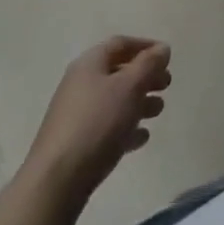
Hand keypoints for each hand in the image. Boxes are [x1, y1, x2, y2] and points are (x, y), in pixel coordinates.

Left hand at [26, 36, 171, 205]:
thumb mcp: (129, 86)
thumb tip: (162, 48)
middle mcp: (80, 84)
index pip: (121, 43)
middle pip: (119, 72)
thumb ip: (149, 64)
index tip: (167, 57)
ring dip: (139, 102)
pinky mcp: (77, 143)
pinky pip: (107, 127)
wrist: (56, 181)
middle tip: (166, 85)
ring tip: (158, 111)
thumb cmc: (97, 123)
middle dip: (145, 76)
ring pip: (115, 101)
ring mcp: (76, 115)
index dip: (146, 46)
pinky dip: (126, 127)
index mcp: (90, 63)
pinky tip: (141, 138)